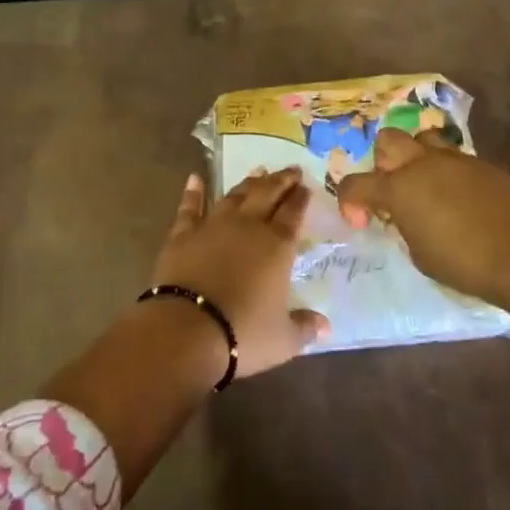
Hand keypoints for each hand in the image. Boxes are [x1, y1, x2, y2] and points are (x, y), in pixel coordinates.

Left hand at [149, 168, 329, 379]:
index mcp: (277, 246)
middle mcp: (248, 226)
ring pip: (235, 195)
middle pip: (267, 194)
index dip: (301, 199)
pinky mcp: (183, 234)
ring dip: (248, 182)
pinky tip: (195, 178)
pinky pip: (190, 207)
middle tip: (291, 169)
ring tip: (258, 171)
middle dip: (281, 180)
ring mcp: (213, 225)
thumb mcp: (283, 339)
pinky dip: (193, 191)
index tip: (306, 186)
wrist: (187, 329)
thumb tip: (326, 327)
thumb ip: (305, 327)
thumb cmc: (243, 334)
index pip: (293, 213)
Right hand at [336, 127, 509, 306]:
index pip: (356, 184)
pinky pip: (456, 158)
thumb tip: (405, 216)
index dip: (350, 202)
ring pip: (424, 139)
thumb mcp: (419, 254)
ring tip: (427, 185)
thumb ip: (404, 227)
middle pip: (389, 139)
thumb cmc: (463, 263)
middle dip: (383, 161)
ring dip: (417, 157)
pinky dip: (449, 172)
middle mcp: (422, 164)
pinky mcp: (483, 165)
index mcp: (399, 189)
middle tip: (394, 190)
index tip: (362, 221)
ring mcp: (455, 160)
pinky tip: (460, 198)